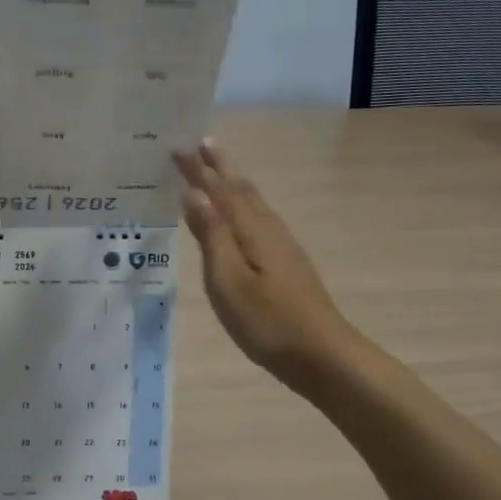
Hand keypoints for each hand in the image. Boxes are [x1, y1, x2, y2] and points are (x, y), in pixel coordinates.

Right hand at [175, 140, 357, 386]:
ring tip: (217, 170)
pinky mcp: (287, 264)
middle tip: (200, 144)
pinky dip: (244, 206)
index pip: (219, 191)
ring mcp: (282, 247)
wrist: (322, 355)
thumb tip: (194, 192)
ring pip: (254, 204)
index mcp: (251, 231)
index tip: (178, 147)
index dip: (199, 170)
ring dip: (233, 183)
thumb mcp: (228, 281)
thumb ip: (212, 235)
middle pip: (241, 190)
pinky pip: (259, 220)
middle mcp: (269, 230)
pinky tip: (242, 218)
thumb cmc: (267, 322)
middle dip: (219, 167)